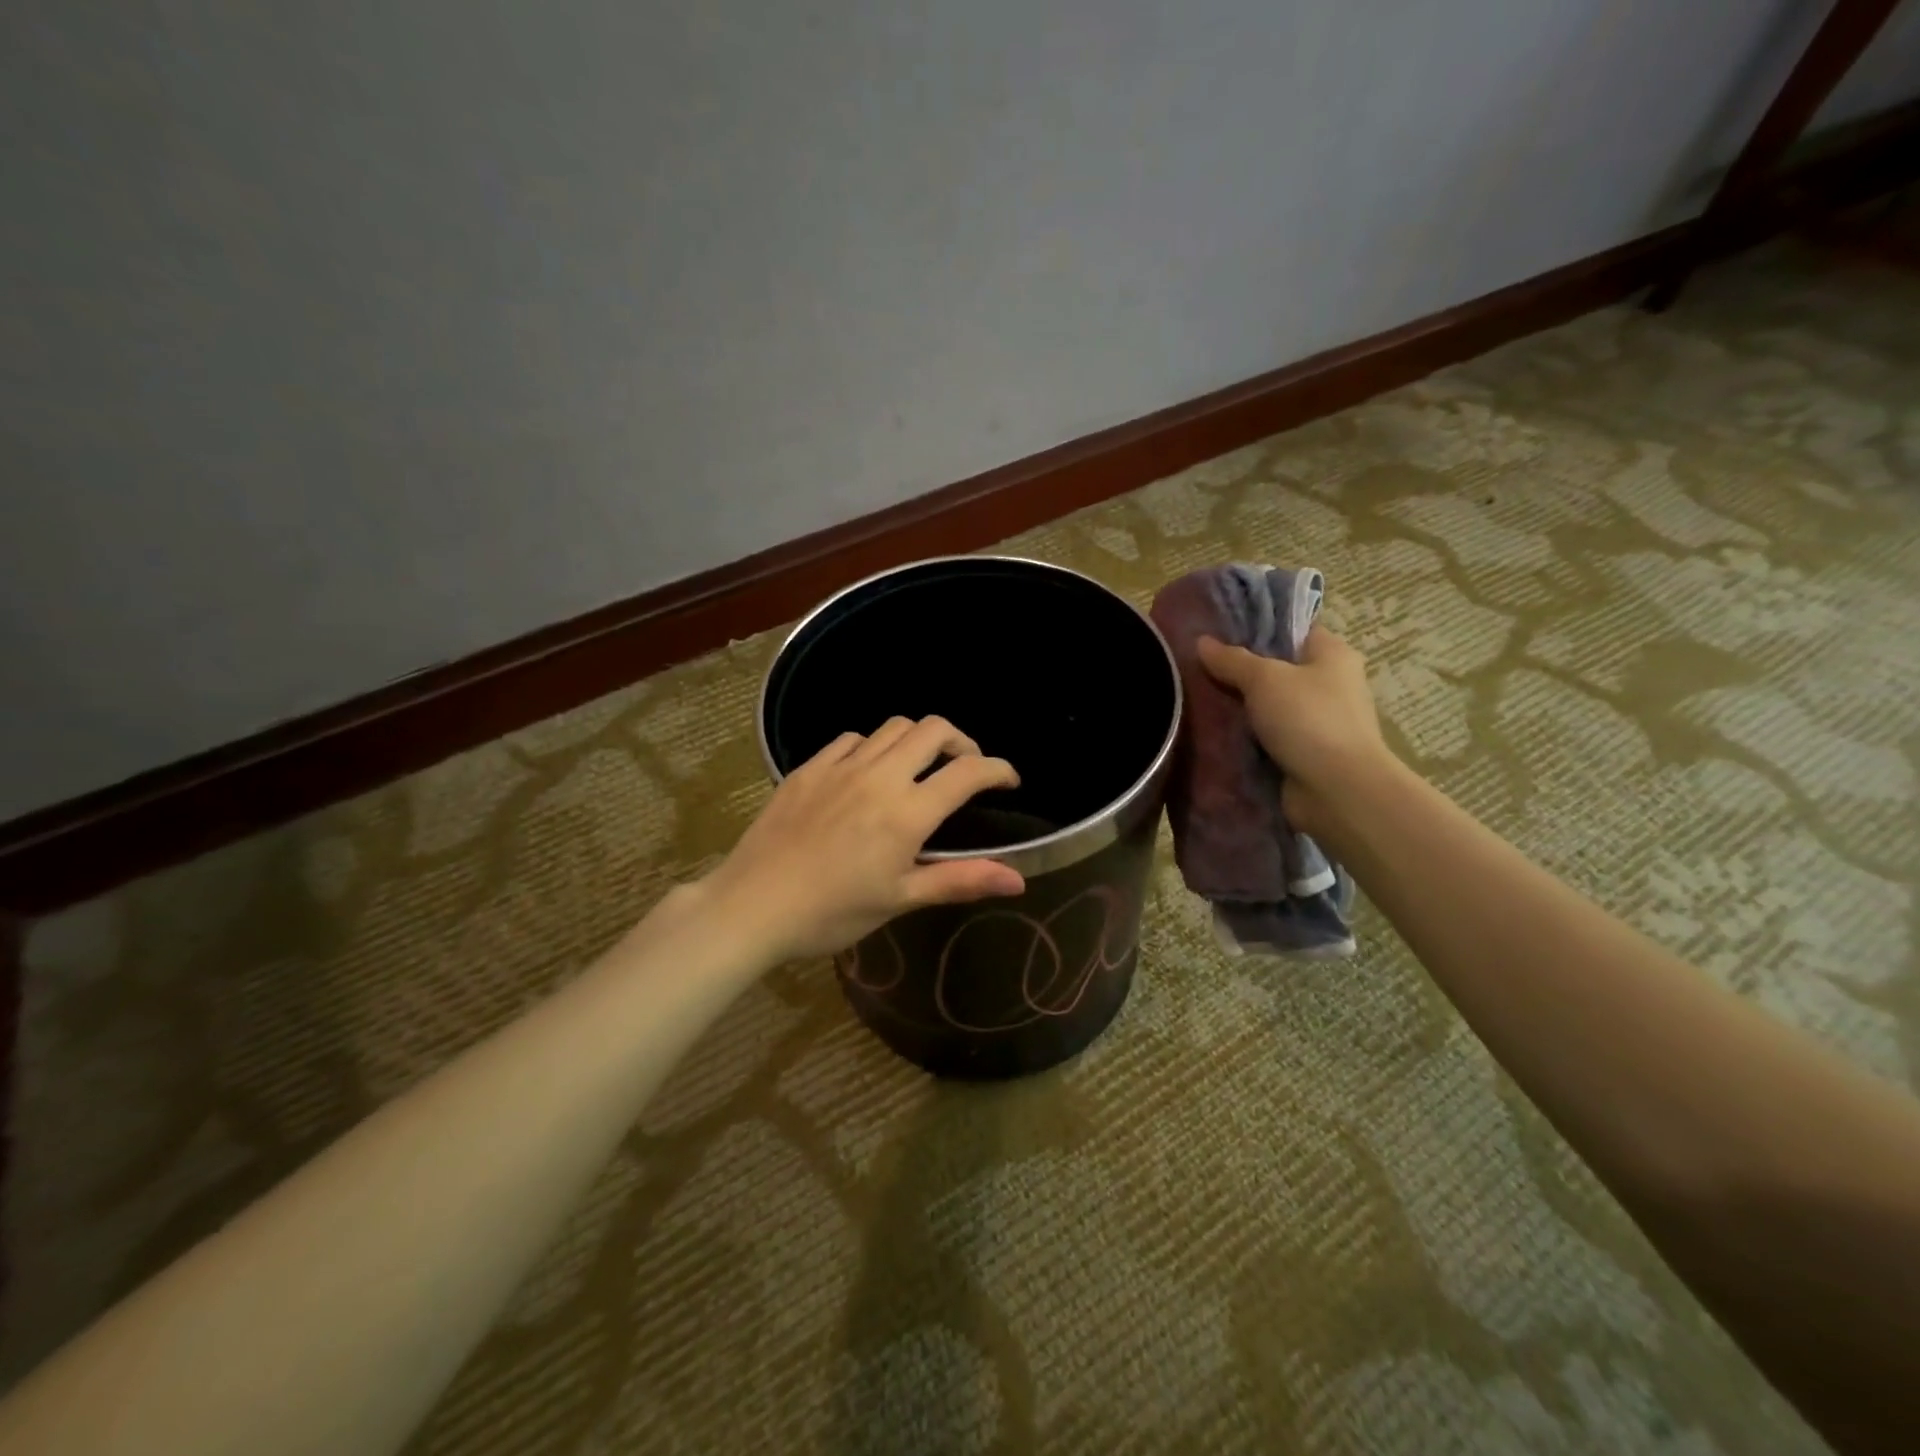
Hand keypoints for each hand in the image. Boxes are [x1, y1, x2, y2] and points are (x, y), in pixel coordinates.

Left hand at [699, 716, 1024, 962]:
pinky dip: (873, 746)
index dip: (998, 769)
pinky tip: (867, 772)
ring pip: (892, 727)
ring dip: (917, 739)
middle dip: (961, 741)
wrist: (751, 906)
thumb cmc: (831, 912)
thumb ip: (960, 880)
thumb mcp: (900, 899)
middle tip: (964, 768)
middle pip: (933, 729)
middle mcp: (879, 776)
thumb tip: (1019, 878)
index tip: (1008, 781)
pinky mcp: (808, 768)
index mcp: (907, 812)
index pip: (967, 772)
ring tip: (918, 767)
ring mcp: (840, 766)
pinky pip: (851, 739)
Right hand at [1197, 624, 1393, 839]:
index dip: (1258, 629)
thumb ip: (1232, 660)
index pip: (1293, 630)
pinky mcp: (1305, 753)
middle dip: (1240, 671)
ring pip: (1269, 706)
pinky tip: (1213, 734)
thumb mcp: (1264, 679)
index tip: (1218, 633)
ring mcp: (1318, 722)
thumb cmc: (1308, 719)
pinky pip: (1267, 737)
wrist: (1337, 790)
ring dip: (1240, 708)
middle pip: (1277, 669)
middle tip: (1198, 668)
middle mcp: (1331, 684)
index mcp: (1333, 655)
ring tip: (1196, 700)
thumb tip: (1202, 642)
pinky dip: (1245, 737)